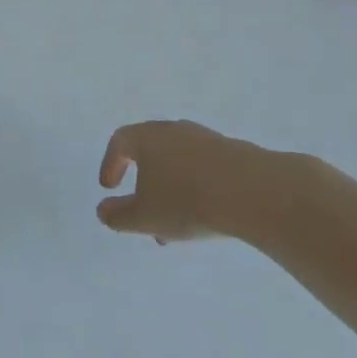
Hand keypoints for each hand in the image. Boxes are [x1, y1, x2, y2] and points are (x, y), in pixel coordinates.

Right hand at [96, 120, 273, 242]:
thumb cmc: (187, 200)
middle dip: (143, 184)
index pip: (120, 141)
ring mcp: (205, 139)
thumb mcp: (145, 217)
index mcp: (147, 137)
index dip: (110, 163)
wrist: (253, 192)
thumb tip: (103, 211)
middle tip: (143, 213)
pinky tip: (205, 215)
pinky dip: (195, 188)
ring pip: (178, 163)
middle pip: (150, 152)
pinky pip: (203, 169)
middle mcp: (174, 130)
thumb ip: (118, 216)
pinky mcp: (232, 153)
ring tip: (176, 226)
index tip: (110, 188)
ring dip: (171, 190)